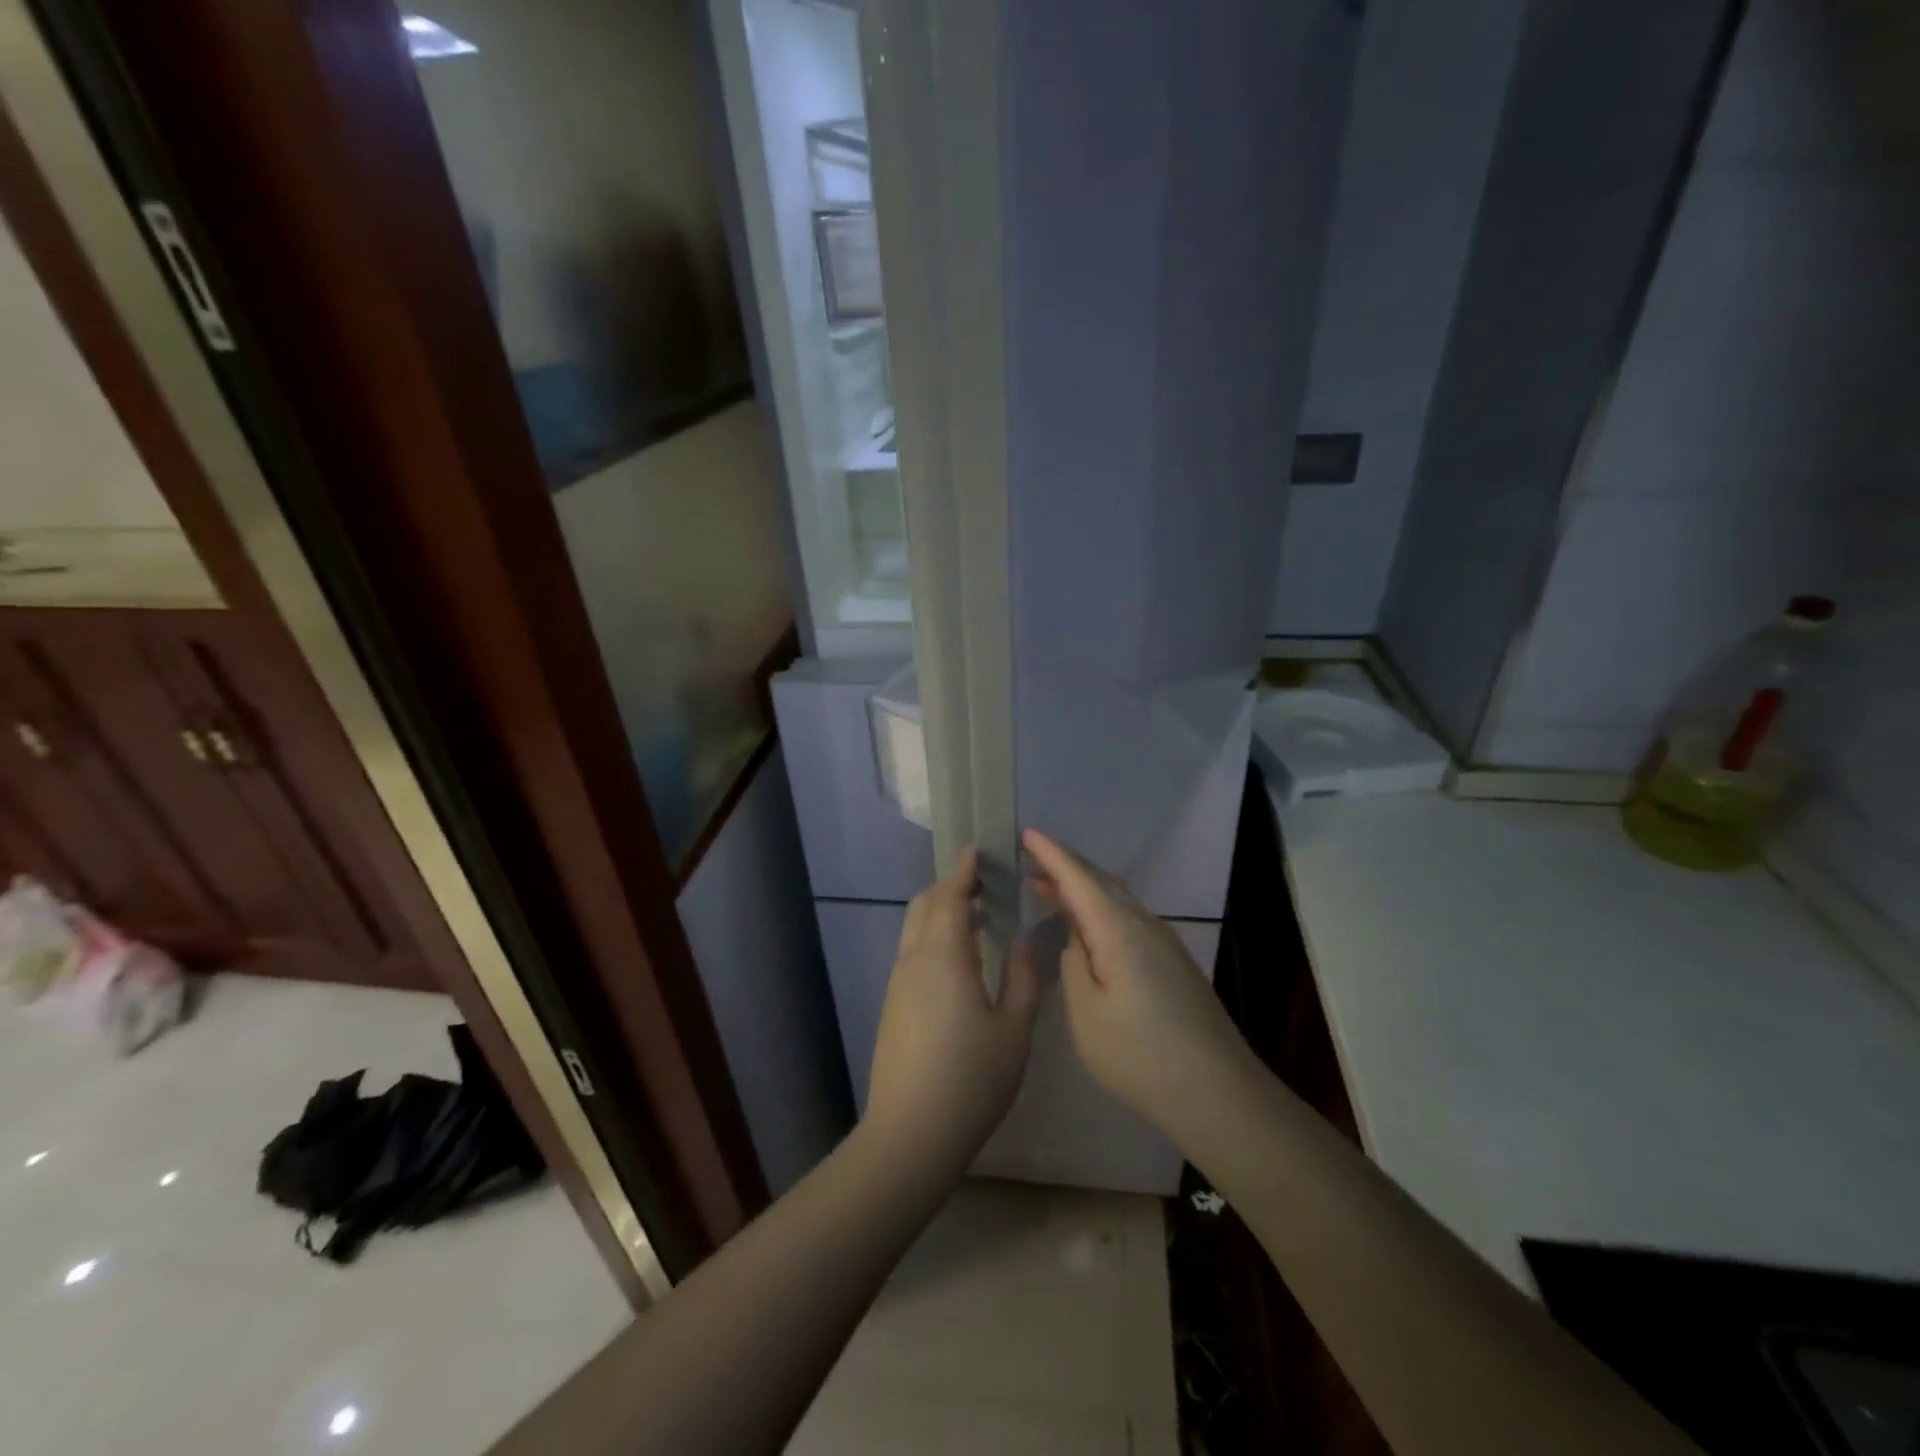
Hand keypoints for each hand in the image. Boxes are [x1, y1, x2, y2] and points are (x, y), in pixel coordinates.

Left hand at [864, 849, 1041, 1179]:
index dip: (964, 871)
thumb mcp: (1014, 1030)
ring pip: (915, 930)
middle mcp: (913, 961)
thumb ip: (1024, 978)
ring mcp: (898, 984)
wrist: (910, 1135)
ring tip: (979, 918)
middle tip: (984, 885)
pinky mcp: (894, 1006)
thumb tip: (1026, 939)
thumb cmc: (970, 1080)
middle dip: (951, 887)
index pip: (950, 896)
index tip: (979, 851)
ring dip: (942, 913)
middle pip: (925, 906)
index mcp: (942, 957)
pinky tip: (962, 961)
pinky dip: (935, 938)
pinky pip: (913, 953)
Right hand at [1023, 828, 1253, 1137]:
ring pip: (1116, 899)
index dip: (1051, 854)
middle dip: (1064, 867)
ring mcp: (1164, 942)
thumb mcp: (1087, 1014)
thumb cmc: (1141, 1056)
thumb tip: (1078, 939)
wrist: (1219, 1093)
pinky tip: (1088, 928)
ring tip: (1049, 890)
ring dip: (1082, 889)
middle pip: (1101, 881)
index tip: (1026, 833)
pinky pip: (1128, 917)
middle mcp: (1145, 925)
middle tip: (1029, 861)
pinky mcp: (1173, 962)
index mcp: (1119, 930)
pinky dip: (1100, 910)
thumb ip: (1074, 965)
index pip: (1078, 879)